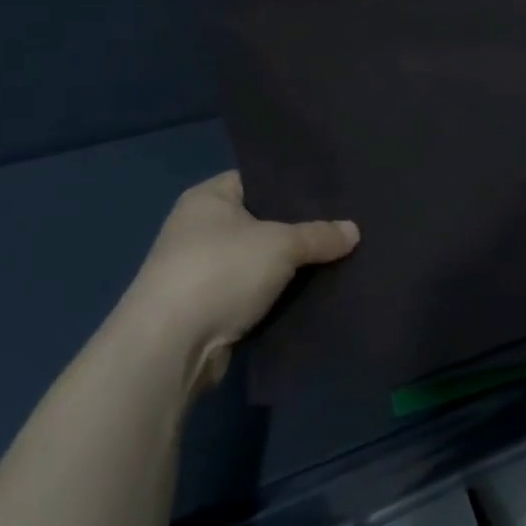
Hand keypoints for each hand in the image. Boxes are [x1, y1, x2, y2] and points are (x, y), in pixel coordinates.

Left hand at [125, 171, 358, 393]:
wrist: (170, 346)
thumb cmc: (220, 271)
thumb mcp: (280, 245)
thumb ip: (318, 235)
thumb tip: (354, 231)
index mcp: (208, 198)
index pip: (257, 179)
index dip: (292, 185)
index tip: (330, 193)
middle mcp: (198, 229)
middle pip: (260, 222)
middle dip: (296, 229)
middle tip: (341, 227)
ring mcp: (199, 271)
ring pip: (257, 262)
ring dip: (286, 268)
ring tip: (335, 260)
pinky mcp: (205, 309)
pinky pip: (251, 294)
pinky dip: (274, 297)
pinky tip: (310, 295)